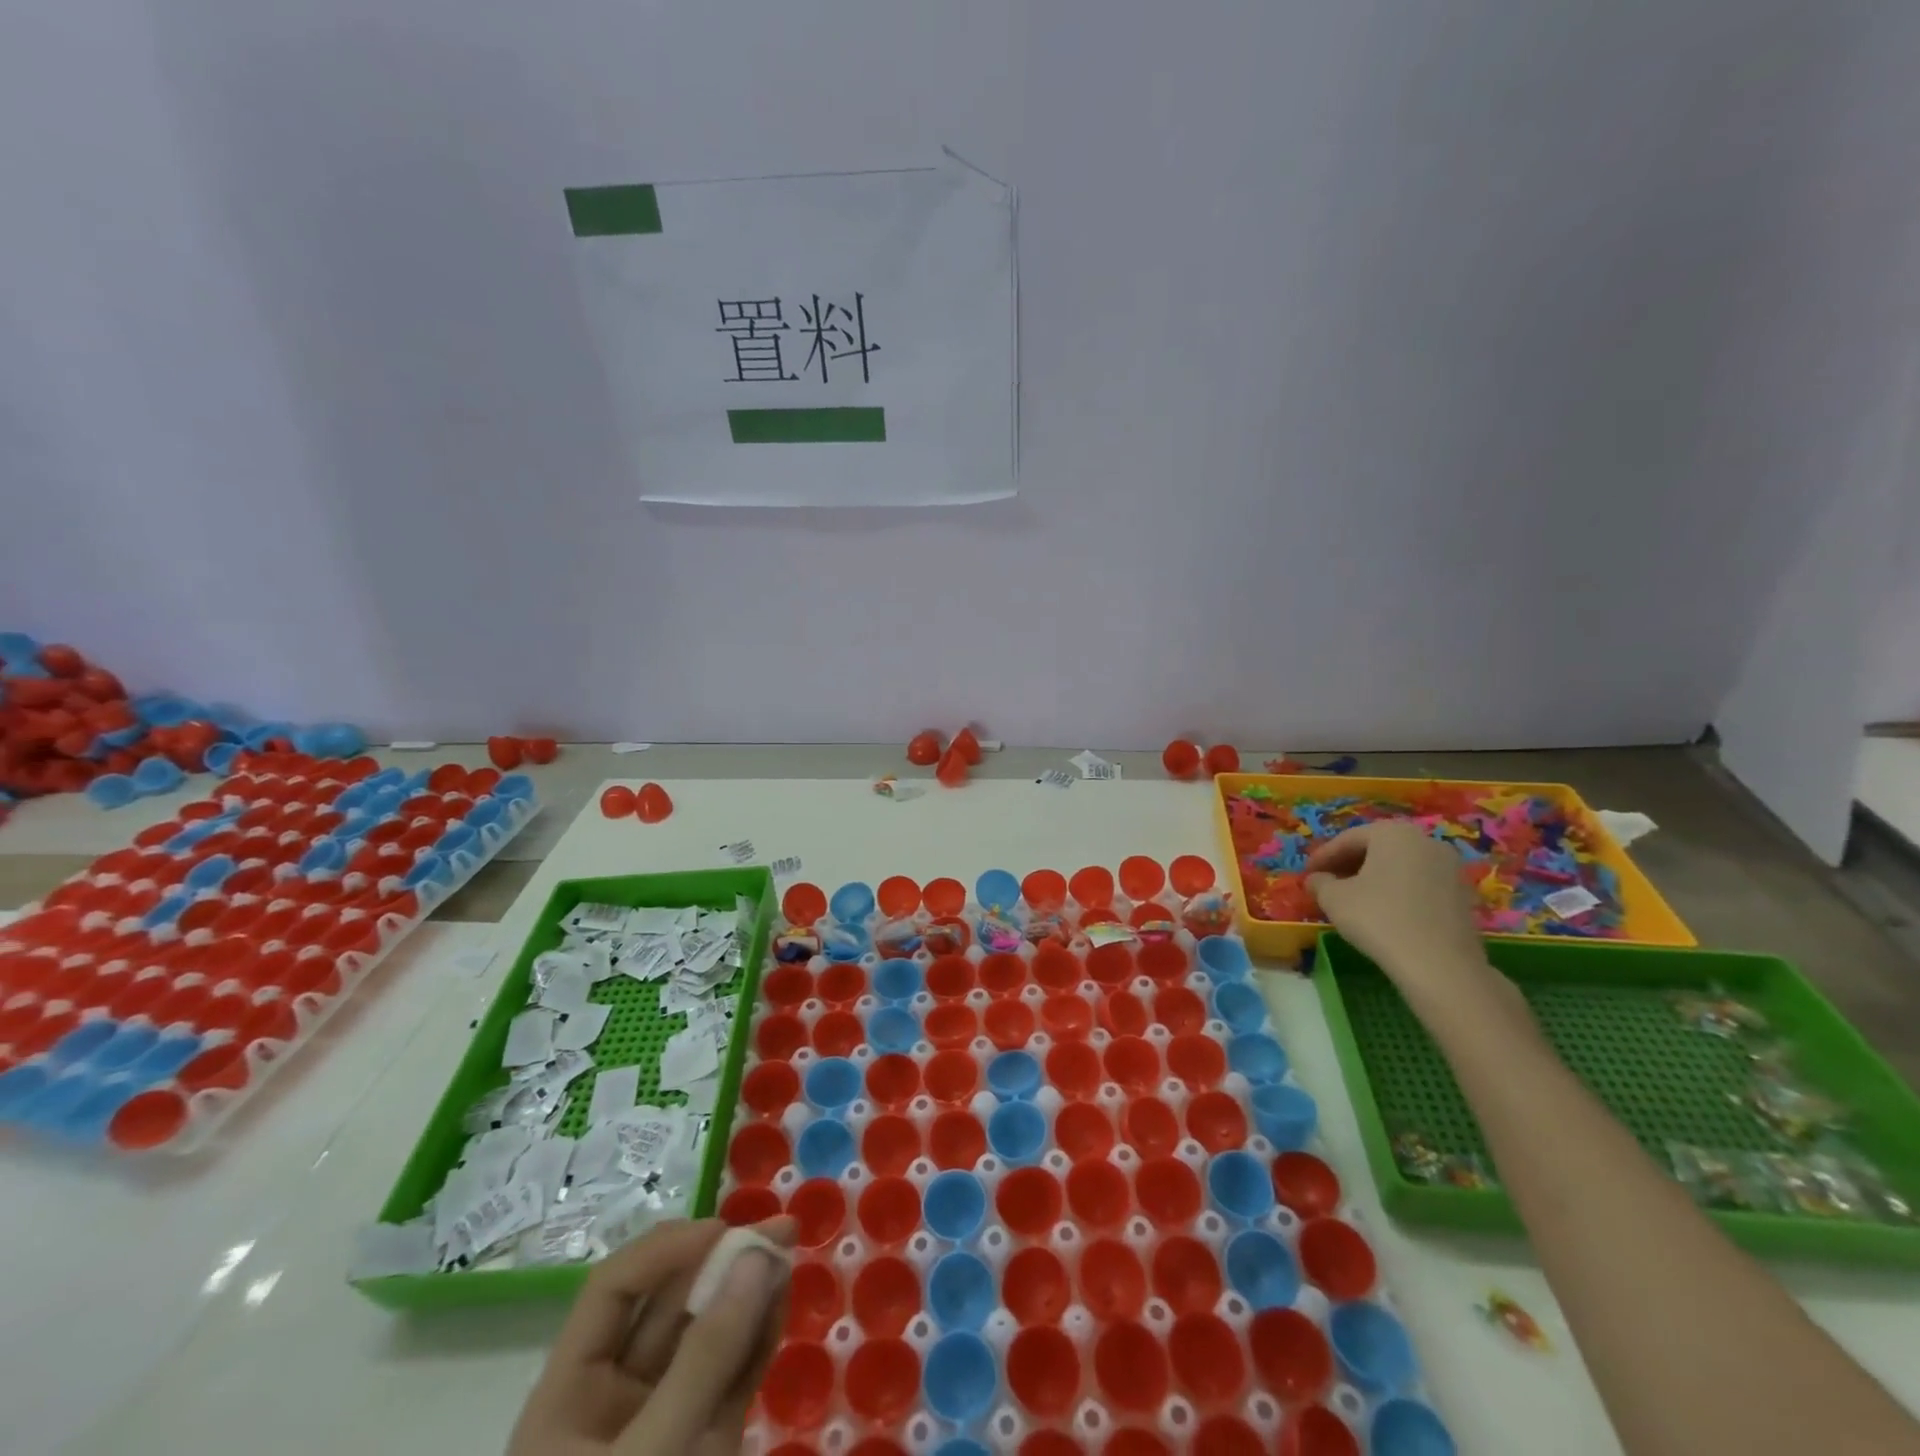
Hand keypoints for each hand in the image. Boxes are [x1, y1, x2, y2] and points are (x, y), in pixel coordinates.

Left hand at [508, 1217, 794, 1455]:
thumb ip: (704, 1361)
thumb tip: (756, 1258)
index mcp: (569, 1399)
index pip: (613, 1293)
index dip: (665, 1250)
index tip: (722, 1230)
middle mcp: (615, 1400)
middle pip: (668, 1307)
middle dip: (722, 1260)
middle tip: (779, 1228)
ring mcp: (667, 1422)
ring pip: (709, 1335)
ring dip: (749, 1291)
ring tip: (788, 1251)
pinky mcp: (707, 1445)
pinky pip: (735, 1375)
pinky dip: (761, 1334)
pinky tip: (783, 1296)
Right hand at [1304, 822, 1503, 1012]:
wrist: (1440, 965)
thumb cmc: (1378, 919)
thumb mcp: (1334, 898)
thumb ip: (1320, 882)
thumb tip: (1317, 879)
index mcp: (1393, 833)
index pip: (1348, 839)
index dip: (1323, 856)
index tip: (1307, 873)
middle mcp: (1426, 840)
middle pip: (1377, 848)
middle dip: (1349, 864)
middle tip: (1327, 882)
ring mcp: (1450, 867)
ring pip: (1400, 866)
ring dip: (1374, 878)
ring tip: (1353, 898)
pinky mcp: (1462, 894)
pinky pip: (1419, 884)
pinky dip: (1397, 891)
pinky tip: (1383, 911)